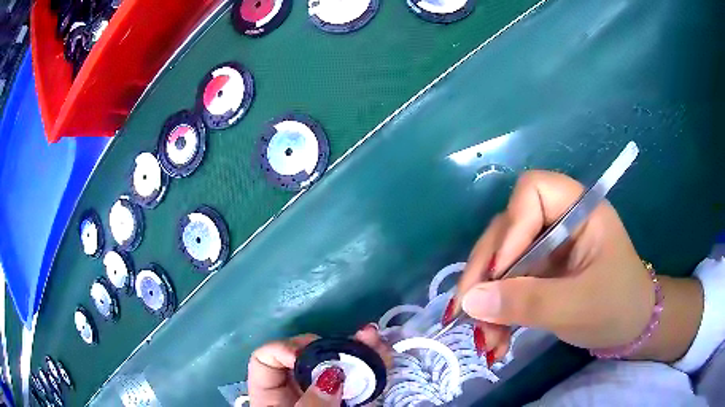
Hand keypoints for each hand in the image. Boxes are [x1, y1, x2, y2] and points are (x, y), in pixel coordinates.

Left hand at [248, 324, 390, 406]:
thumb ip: (312, 405)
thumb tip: (333, 375)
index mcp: (272, 395)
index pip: (265, 361)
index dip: (282, 350)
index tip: (304, 356)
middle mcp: (298, 390)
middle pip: (306, 358)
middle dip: (329, 345)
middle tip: (346, 341)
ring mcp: (326, 395)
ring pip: (337, 366)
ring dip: (357, 349)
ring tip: (371, 336)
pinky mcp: (351, 401)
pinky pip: (359, 379)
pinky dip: (372, 365)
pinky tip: (381, 351)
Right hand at [453, 170, 660, 358]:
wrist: (631, 327)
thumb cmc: (618, 308)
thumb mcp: (578, 306)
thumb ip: (528, 302)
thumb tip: (471, 301)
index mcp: (580, 210)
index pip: (533, 191)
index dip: (512, 226)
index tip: (501, 273)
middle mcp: (559, 220)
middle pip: (507, 227)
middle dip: (486, 273)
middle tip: (471, 314)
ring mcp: (547, 246)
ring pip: (500, 258)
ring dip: (486, 297)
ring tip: (487, 338)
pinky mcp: (540, 270)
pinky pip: (506, 281)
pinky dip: (496, 309)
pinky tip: (497, 337)